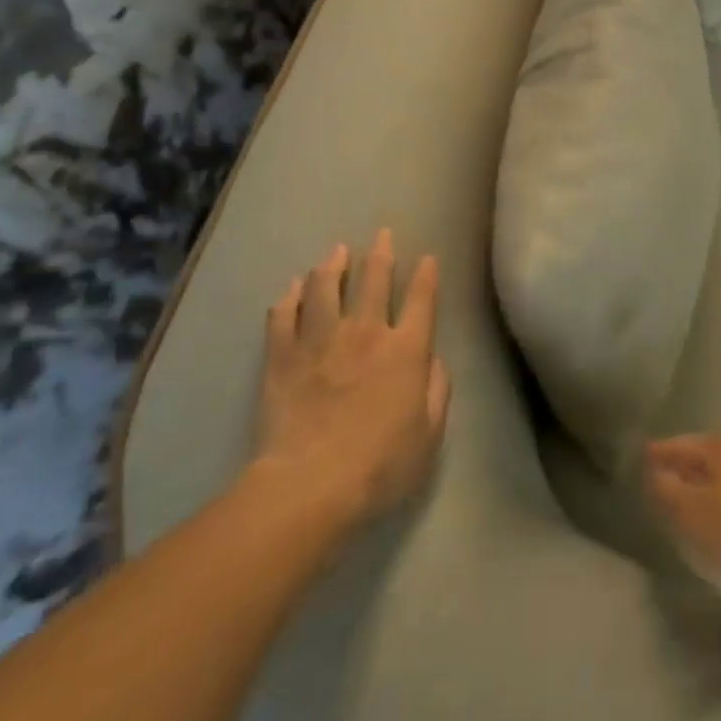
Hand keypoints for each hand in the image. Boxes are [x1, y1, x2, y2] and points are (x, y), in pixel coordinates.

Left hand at [251, 230, 450, 535]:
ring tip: (336, 252)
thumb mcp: (429, 434)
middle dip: (381, 255)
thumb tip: (433, 359)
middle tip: (382, 234)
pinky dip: (289, 298)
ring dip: (333, 266)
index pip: (422, 300)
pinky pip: (284, 317)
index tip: (428, 258)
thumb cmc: (381, 465)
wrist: (310, 485)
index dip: (427, 276)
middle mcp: (366, 333)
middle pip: (374, 281)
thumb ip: (437, 390)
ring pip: (326, 289)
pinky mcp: (283, 357)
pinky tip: (292, 288)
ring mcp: (321, 341)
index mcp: (406, 350)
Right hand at [645, 435, 720, 605]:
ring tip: (690, 510)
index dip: (662, 452)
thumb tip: (657, 471)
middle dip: (686, 470)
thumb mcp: (688, 513)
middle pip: (710, 459)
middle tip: (664, 484)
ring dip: (708, 491)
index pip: (685, 443)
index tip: (644, 457)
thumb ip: (666, 489)